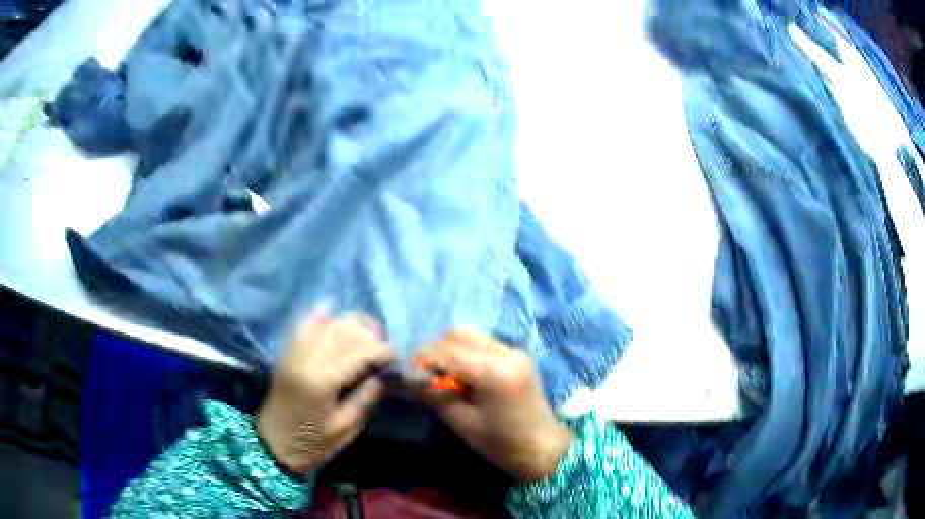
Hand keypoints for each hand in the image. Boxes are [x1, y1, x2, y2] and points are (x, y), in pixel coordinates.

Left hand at [257, 310, 394, 475]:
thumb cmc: (312, 443)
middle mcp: (306, 360)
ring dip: (348, 324)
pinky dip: (316, 316)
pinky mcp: (286, 354)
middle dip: (368, 334)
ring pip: (325, 326)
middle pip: (342, 333)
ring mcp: (293, 354)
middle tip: (384, 346)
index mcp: (321, 381)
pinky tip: (329, 308)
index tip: (397, 355)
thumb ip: (365, 399)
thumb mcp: (345, 429)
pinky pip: (301, 326)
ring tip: (367, 333)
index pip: (357, 353)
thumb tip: (383, 376)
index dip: (381, 350)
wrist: (274, 445)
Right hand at [413, 330, 573, 483]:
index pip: (445, 350)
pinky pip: (484, 342)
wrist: (543, 447)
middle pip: (458, 333)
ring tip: (445, 374)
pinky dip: (467, 351)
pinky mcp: (518, 354)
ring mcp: (515, 350)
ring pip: (471, 334)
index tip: (409, 374)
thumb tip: (408, 377)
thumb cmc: (500, 443)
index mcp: (492, 371)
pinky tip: (464, 374)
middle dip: (436, 349)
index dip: (421, 359)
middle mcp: (505, 352)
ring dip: (451, 348)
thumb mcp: (461, 422)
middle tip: (427, 373)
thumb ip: (434, 394)